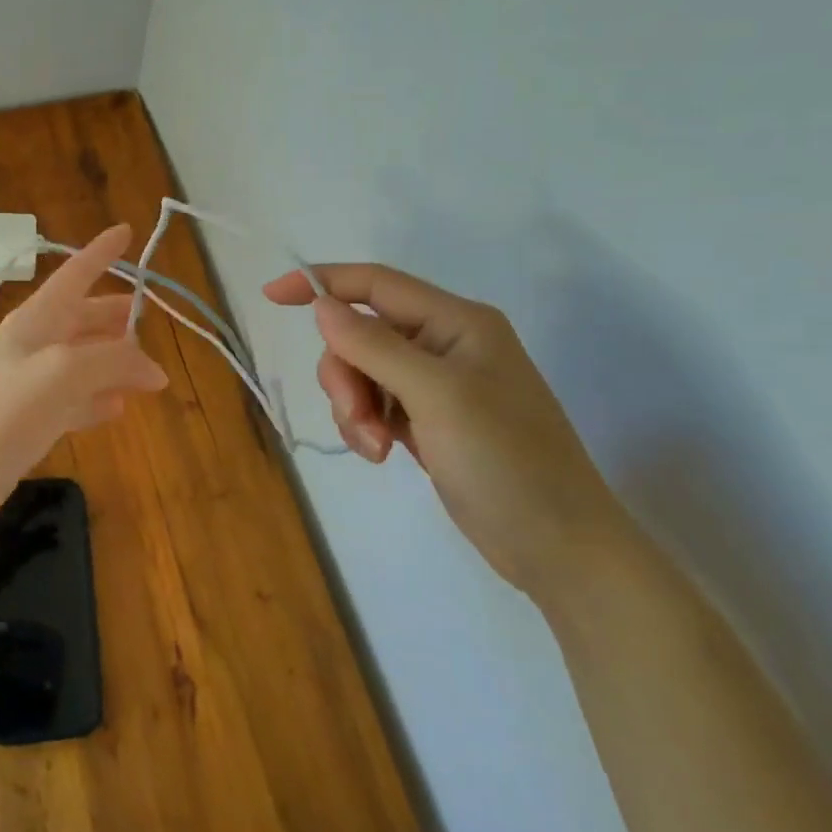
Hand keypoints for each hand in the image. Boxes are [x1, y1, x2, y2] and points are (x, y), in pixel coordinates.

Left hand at [0, 224, 167, 534]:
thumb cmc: (4, 411)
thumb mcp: (64, 373)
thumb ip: (114, 361)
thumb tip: (155, 370)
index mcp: (37, 320)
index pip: (75, 273)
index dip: (101, 252)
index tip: (126, 230)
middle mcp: (34, 344)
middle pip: (83, 318)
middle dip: (116, 316)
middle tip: (150, 319)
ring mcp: (31, 382)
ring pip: (83, 360)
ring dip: (114, 361)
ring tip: (148, 373)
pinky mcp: (31, 419)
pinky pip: (75, 399)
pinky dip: (98, 399)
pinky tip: (118, 408)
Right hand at [264, 264, 628, 601]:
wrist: (560, 549)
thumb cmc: (507, 460)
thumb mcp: (438, 396)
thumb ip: (375, 345)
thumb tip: (322, 305)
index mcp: (456, 322)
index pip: (375, 284)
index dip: (321, 283)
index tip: (271, 296)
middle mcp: (444, 343)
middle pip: (360, 334)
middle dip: (345, 374)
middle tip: (358, 418)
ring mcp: (437, 384)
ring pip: (361, 372)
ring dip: (355, 407)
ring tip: (376, 447)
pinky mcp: (429, 419)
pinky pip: (374, 404)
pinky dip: (366, 426)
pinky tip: (381, 455)